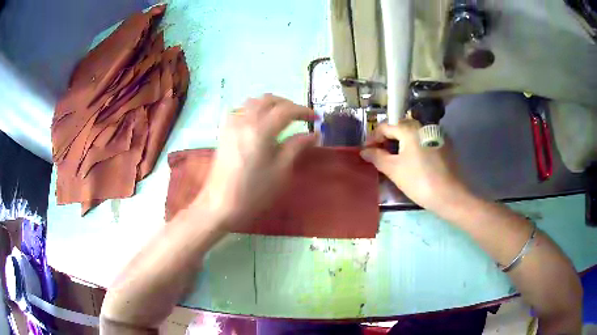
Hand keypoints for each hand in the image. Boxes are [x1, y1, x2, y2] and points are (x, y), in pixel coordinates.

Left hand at [194, 94, 316, 228]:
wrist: (220, 205)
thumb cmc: (254, 192)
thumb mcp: (281, 171)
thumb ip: (297, 147)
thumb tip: (314, 134)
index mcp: (261, 129)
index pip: (286, 110)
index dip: (304, 111)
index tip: (317, 119)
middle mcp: (244, 120)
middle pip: (269, 99)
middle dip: (288, 104)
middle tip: (301, 117)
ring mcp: (231, 124)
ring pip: (253, 101)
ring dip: (271, 104)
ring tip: (283, 117)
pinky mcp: (224, 132)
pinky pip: (240, 110)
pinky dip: (254, 109)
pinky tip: (260, 122)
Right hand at [360, 119, 469, 213]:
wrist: (449, 195)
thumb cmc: (418, 181)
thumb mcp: (393, 169)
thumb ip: (376, 157)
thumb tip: (364, 151)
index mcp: (409, 129)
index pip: (385, 126)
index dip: (372, 138)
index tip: (366, 152)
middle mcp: (422, 126)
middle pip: (399, 128)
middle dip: (386, 140)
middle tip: (379, 155)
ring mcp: (435, 135)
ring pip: (412, 135)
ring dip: (400, 144)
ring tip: (394, 159)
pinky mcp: (443, 145)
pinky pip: (423, 141)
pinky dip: (413, 147)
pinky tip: (412, 162)